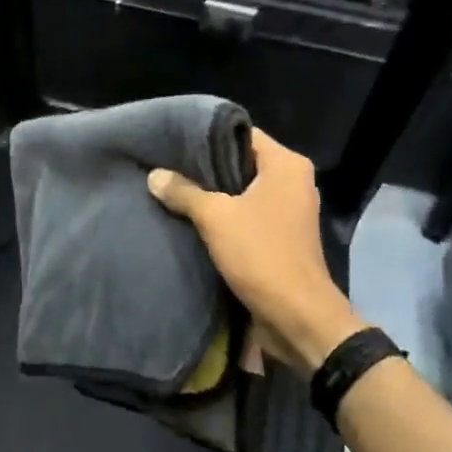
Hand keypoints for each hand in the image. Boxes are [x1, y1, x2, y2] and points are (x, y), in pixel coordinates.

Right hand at [147, 128, 365, 367]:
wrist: (296, 316)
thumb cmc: (261, 254)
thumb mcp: (215, 217)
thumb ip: (183, 192)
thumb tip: (154, 175)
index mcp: (287, 165)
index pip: (242, 134)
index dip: (207, 136)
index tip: (173, 142)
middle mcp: (292, 182)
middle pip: (241, 162)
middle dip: (205, 168)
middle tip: (166, 167)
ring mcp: (288, 211)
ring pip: (241, 192)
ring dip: (212, 196)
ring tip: (172, 191)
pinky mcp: (280, 238)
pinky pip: (246, 216)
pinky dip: (223, 217)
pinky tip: (191, 220)